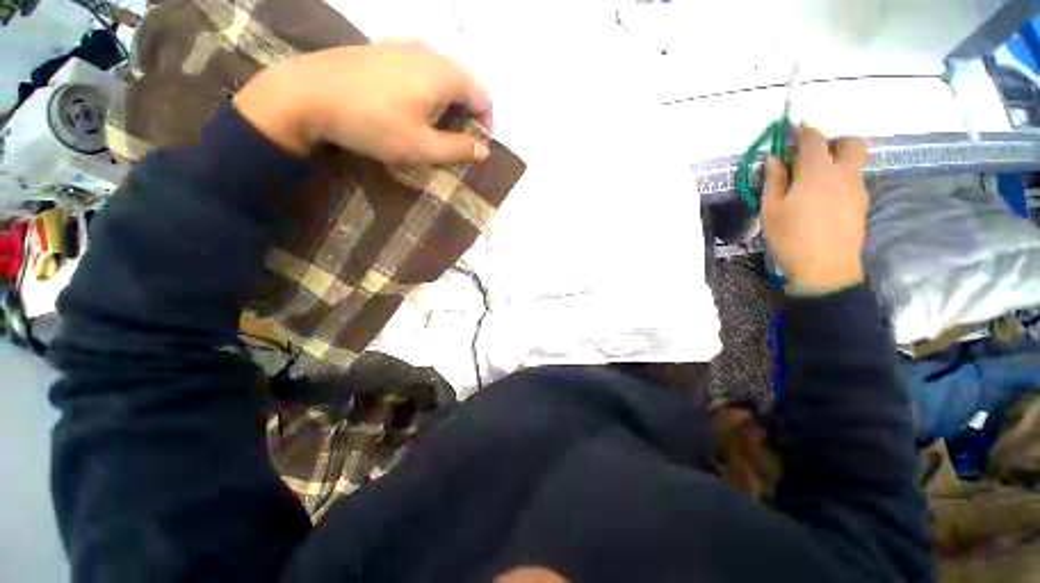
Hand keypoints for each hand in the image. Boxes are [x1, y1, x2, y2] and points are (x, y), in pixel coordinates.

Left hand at [233, 42, 492, 164]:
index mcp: (445, 75)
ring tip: (435, 125)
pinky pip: (420, 67)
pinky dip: (427, 89)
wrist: (308, 93)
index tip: (477, 145)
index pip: (483, 97)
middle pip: (465, 83)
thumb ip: (459, 149)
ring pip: (442, 74)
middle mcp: (430, 52)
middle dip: (467, 113)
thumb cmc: (374, 124)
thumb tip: (484, 150)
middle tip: (457, 139)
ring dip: (448, 101)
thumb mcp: (422, 147)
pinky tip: (411, 105)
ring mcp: (405, 45)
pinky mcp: (384, 48)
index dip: (486, 124)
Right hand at [761, 126, 869, 291]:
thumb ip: (774, 180)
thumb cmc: (791, 238)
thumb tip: (773, 158)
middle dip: (831, 141)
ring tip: (813, 181)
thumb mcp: (771, 210)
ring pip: (854, 161)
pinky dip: (840, 178)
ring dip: (836, 160)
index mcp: (817, 173)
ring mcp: (857, 188)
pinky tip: (823, 198)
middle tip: (810, 156)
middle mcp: (844, 174)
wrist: (826, 268)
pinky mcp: (862, 203)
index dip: (802, 131)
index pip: (813, 139)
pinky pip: (853, 179)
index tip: (791, 131)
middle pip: (850, 142)